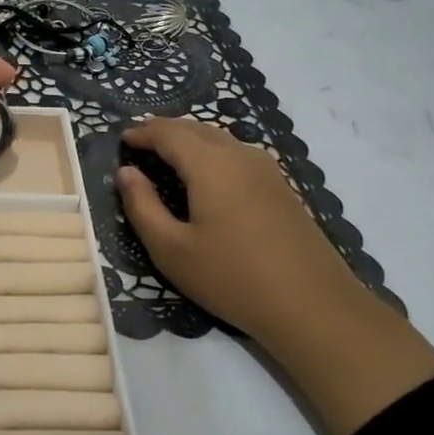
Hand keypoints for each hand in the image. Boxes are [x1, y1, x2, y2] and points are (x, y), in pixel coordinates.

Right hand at [116, 115, 433, 434]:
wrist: (313, 305)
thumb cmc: (232, 277)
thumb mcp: (171, 249)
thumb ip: (142, 206)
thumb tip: (125, 172)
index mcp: (210, 164)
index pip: (169, 133)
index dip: (142, 132)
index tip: (121, 138)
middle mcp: (240, 155)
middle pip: (197, 128)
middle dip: (165, 130)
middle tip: (140, 141)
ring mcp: (267, 169)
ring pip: (220, 139)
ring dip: (190, 140)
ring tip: (168, 154)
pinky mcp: (282, 187)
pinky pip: (237, 155)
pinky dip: (212, 153)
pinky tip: (206, 176)